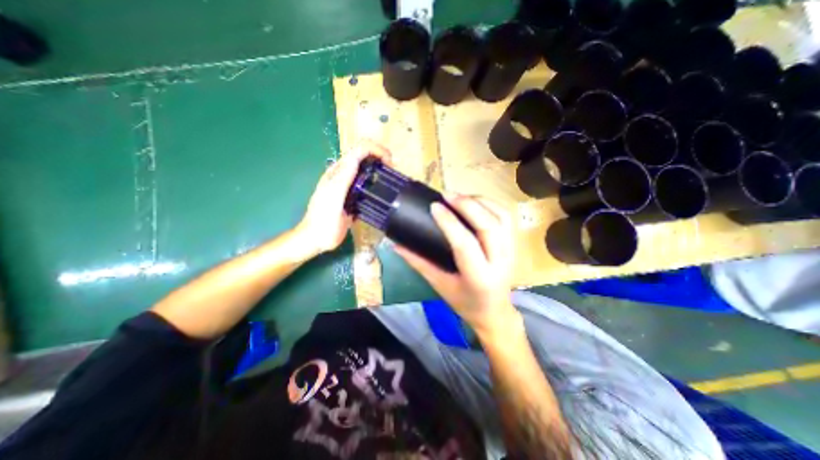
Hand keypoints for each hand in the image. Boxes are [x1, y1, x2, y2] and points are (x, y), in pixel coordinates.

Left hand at [297, 141, 391, 257]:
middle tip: (393, 171)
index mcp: (339, 172)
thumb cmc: (323, 220)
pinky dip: (377, 183)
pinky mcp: (353, 197)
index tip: (390, 163)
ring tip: (391, 179)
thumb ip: (343, 178)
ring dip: (380, 169)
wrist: (317, 238)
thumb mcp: (333, 198)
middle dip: (381, 157)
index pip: (359, 150)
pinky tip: (383, 192)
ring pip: (366, 170)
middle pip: (364, 156)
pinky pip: (366, 185)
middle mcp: (344, 175)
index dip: (376, 150)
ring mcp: (349, 186)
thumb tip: (357, 157)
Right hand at [395, 195, 521, 337]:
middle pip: (488, 225)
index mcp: (479, 277)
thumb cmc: (464, 301)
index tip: (434, 206)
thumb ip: (418, 262)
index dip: (449, 222)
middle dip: (467, 205)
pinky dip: (490, 204)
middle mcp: (499, 262)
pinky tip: (474, 202)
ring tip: (459, 197)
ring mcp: (511, 251)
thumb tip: (396, 244)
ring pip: (500, 217)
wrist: (494, 311)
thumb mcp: (439, 284)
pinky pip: (505, 216)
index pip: (465, 244)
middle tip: (447, 195)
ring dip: (479, 201)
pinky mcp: (514, 243)